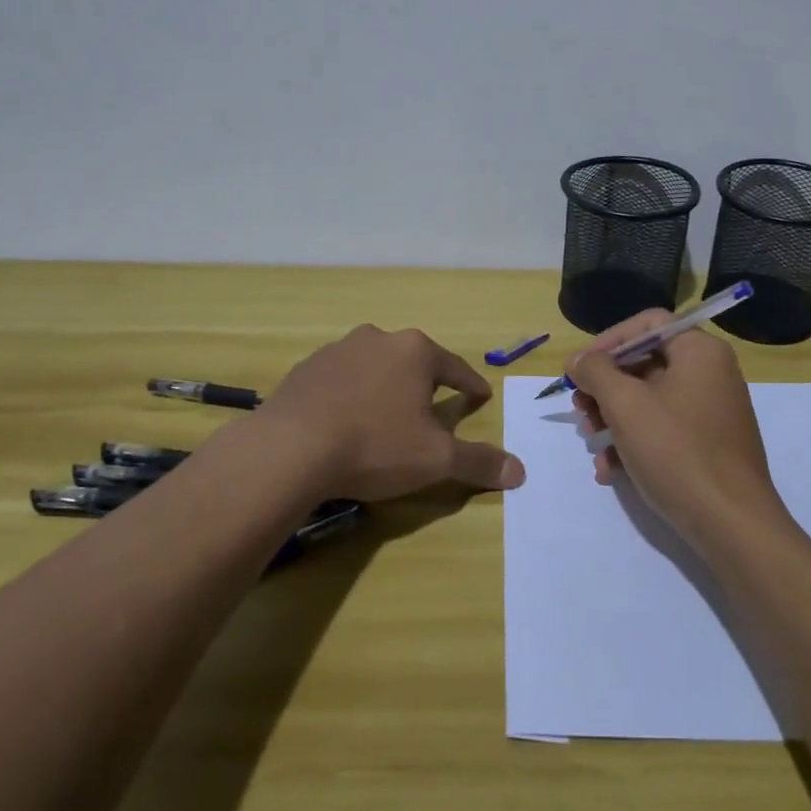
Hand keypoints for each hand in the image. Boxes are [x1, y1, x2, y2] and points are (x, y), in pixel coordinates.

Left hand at [260, 324, 525, 502]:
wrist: (290, 448)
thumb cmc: (375, 446)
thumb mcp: (435, 459)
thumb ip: (479, 461)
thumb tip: (520, 471)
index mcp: (415, 351)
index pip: (455, 368)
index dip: (471, 385)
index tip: (480, 397)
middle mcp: (378, 339)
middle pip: (413, 362)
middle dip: (425, 384)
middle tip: (431, 410)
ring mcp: (338, 350)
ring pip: (374, 367)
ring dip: (385, 387)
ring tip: (385, 416)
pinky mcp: (305, 368)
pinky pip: (340, 379)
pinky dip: (349, 395)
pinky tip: (344, 421)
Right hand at [567, 310, 786, 545]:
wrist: (731, 525)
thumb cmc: (676, 451)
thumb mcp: (625, 405)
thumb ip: (596, 372)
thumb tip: (578, 359)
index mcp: (700, 351)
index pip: (648, 323)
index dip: (608, 341)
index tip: (581, 369)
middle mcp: (710, 373)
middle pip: (645, 362)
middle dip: (605, 388)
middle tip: (580, 411)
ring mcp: (712, 411)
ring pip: (649, 399)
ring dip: (613, 419)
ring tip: (592, 445)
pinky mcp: (709, 444)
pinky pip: (664, 429)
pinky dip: (635, 442)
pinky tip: (610, 471)